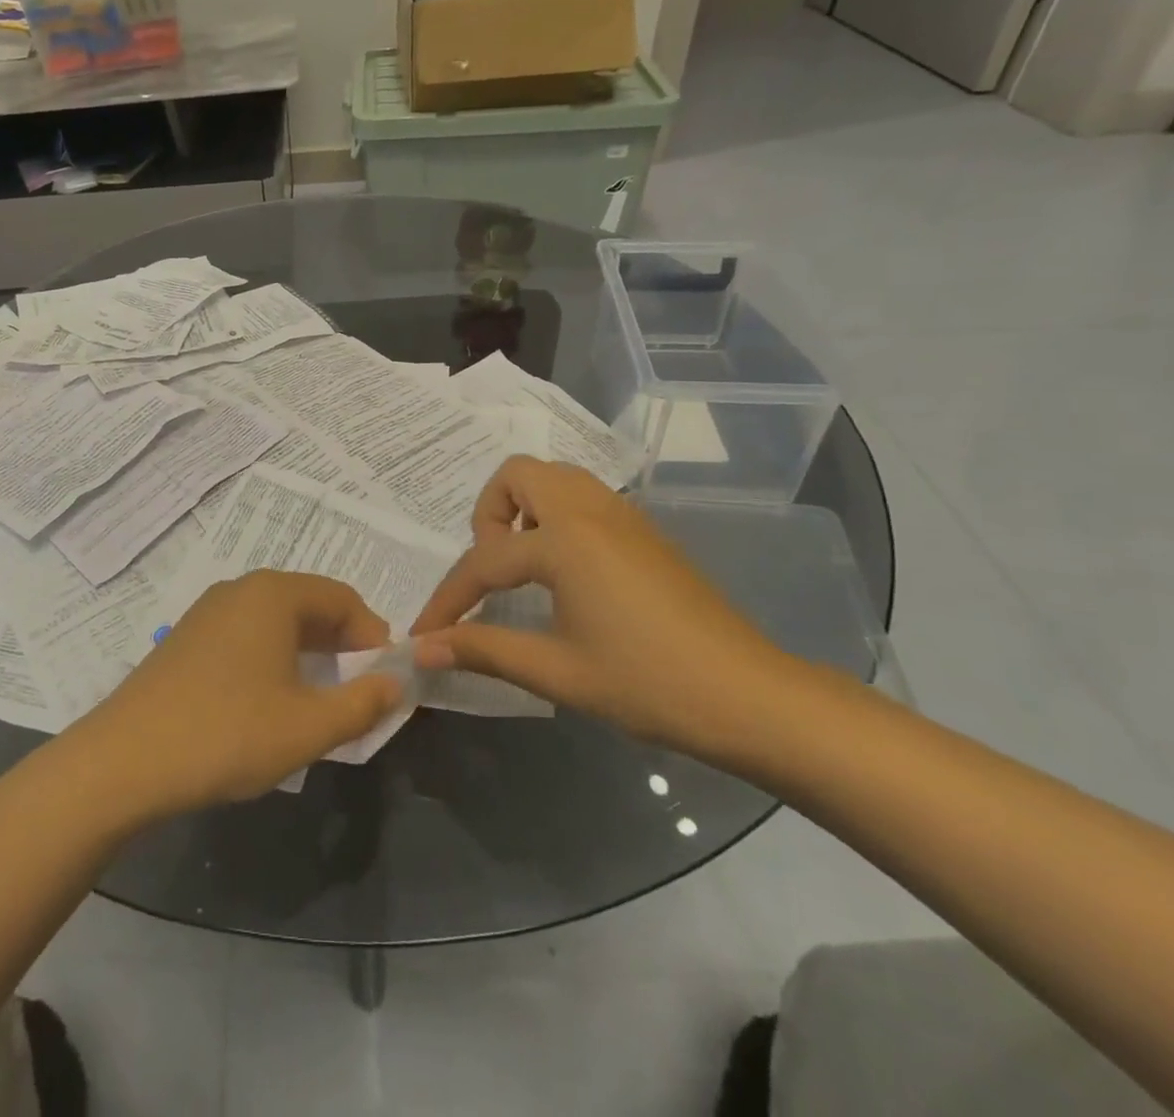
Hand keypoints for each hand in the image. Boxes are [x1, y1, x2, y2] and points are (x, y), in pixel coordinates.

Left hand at [71, 571, 405, 821]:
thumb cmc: (226, 734)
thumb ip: (362, 703)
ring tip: (317, 701)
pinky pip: (247, 634)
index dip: (373, 636)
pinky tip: (269, 701)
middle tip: (356, 693)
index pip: (343, 598)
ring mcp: (208, 611)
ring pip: (277, 621)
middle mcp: (240, 589)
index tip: (384, 680)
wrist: (124, 760)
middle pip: (309, 604)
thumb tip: (396, 683)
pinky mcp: (187, 637)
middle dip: (341, 645)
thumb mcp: (307, 727)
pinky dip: (273, 658)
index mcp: (273, 594)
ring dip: (307, 653)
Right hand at [409, 456, 792, 757]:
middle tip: (493, 570)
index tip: (422, 633)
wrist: (752, 698)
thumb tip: (420, 649)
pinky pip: (582, 497)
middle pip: (518, 475)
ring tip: (524, 567)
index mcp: (566, 540)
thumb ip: (482, 650)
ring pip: (554, 478)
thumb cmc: (649, 684)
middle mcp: (590, 510)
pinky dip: (556, 517)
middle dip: (489, 515)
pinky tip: (565, 574)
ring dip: (524, 509)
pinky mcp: (644, 531)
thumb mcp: (557, 671)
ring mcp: (622, 515)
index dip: (448, 600)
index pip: (484, 560)